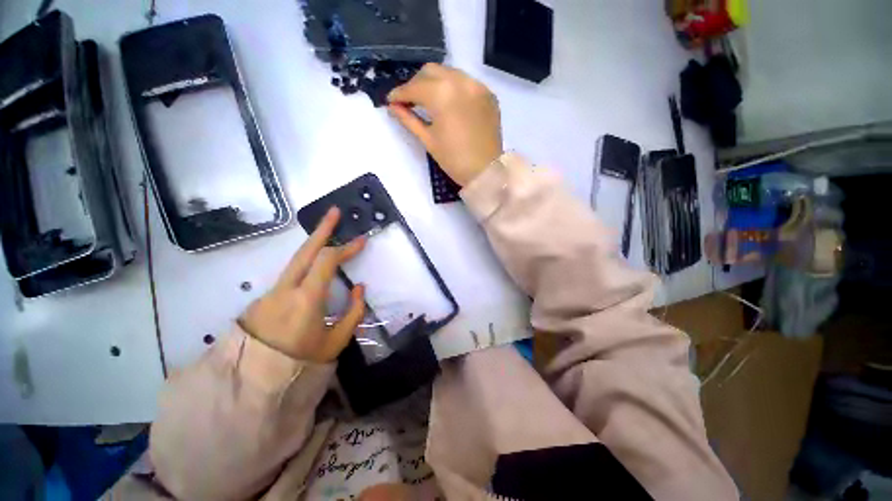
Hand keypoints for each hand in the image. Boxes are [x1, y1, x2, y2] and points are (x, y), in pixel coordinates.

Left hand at [239, 207, 365, 362]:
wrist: (256, 378)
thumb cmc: (301, 361)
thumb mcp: (336, 341)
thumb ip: (353, 312)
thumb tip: (359, 287)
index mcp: (306, 300)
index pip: (327, 262)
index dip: (346, 248)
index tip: (362, 241)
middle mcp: (286, 288)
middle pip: (305, 250)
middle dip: (322, 228)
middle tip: (335, 211)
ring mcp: (273, 290)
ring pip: (296, 258)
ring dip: (314, 242)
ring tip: (328, 230)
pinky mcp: (267, 295)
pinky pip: (292, 272)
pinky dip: (307, 261)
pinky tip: (316, 262)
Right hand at [388, 63, 502, 186]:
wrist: (486, 171)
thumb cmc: (454, 159)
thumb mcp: (428, 140)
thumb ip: (408, 119)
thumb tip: (392, 107)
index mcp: (442, 94)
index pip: (414, 87)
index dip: (399, 93)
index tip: (391, 100)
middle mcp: (460, 81)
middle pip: (431, 71)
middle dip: (416, 84)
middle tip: (410, 100)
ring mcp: (477, 86)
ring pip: (449, 73)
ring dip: (435, 83)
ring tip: (429, 101)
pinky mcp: (488, 94)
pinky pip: (466, 83)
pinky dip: (454, 88)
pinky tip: (450, 104)